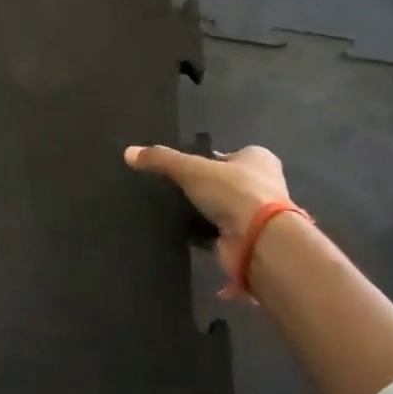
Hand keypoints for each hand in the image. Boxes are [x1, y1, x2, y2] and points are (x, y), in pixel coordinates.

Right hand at [124, 143, 294, 300]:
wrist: (260, 240)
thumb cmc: (233, 191)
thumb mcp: (191, 168)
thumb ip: (161, 159)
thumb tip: (128, 152)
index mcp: (258, 158)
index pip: (227, 154)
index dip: (206, 160)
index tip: (183, 169)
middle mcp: (264, 183)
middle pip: (226, 181)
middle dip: (206, 187)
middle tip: (175, 189)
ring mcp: (259, 213)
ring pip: (224, 207)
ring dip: (206, 212)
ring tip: (175, 211)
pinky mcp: (250, 238)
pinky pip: (222, 232)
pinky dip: (206, 233)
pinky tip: (185, 232)